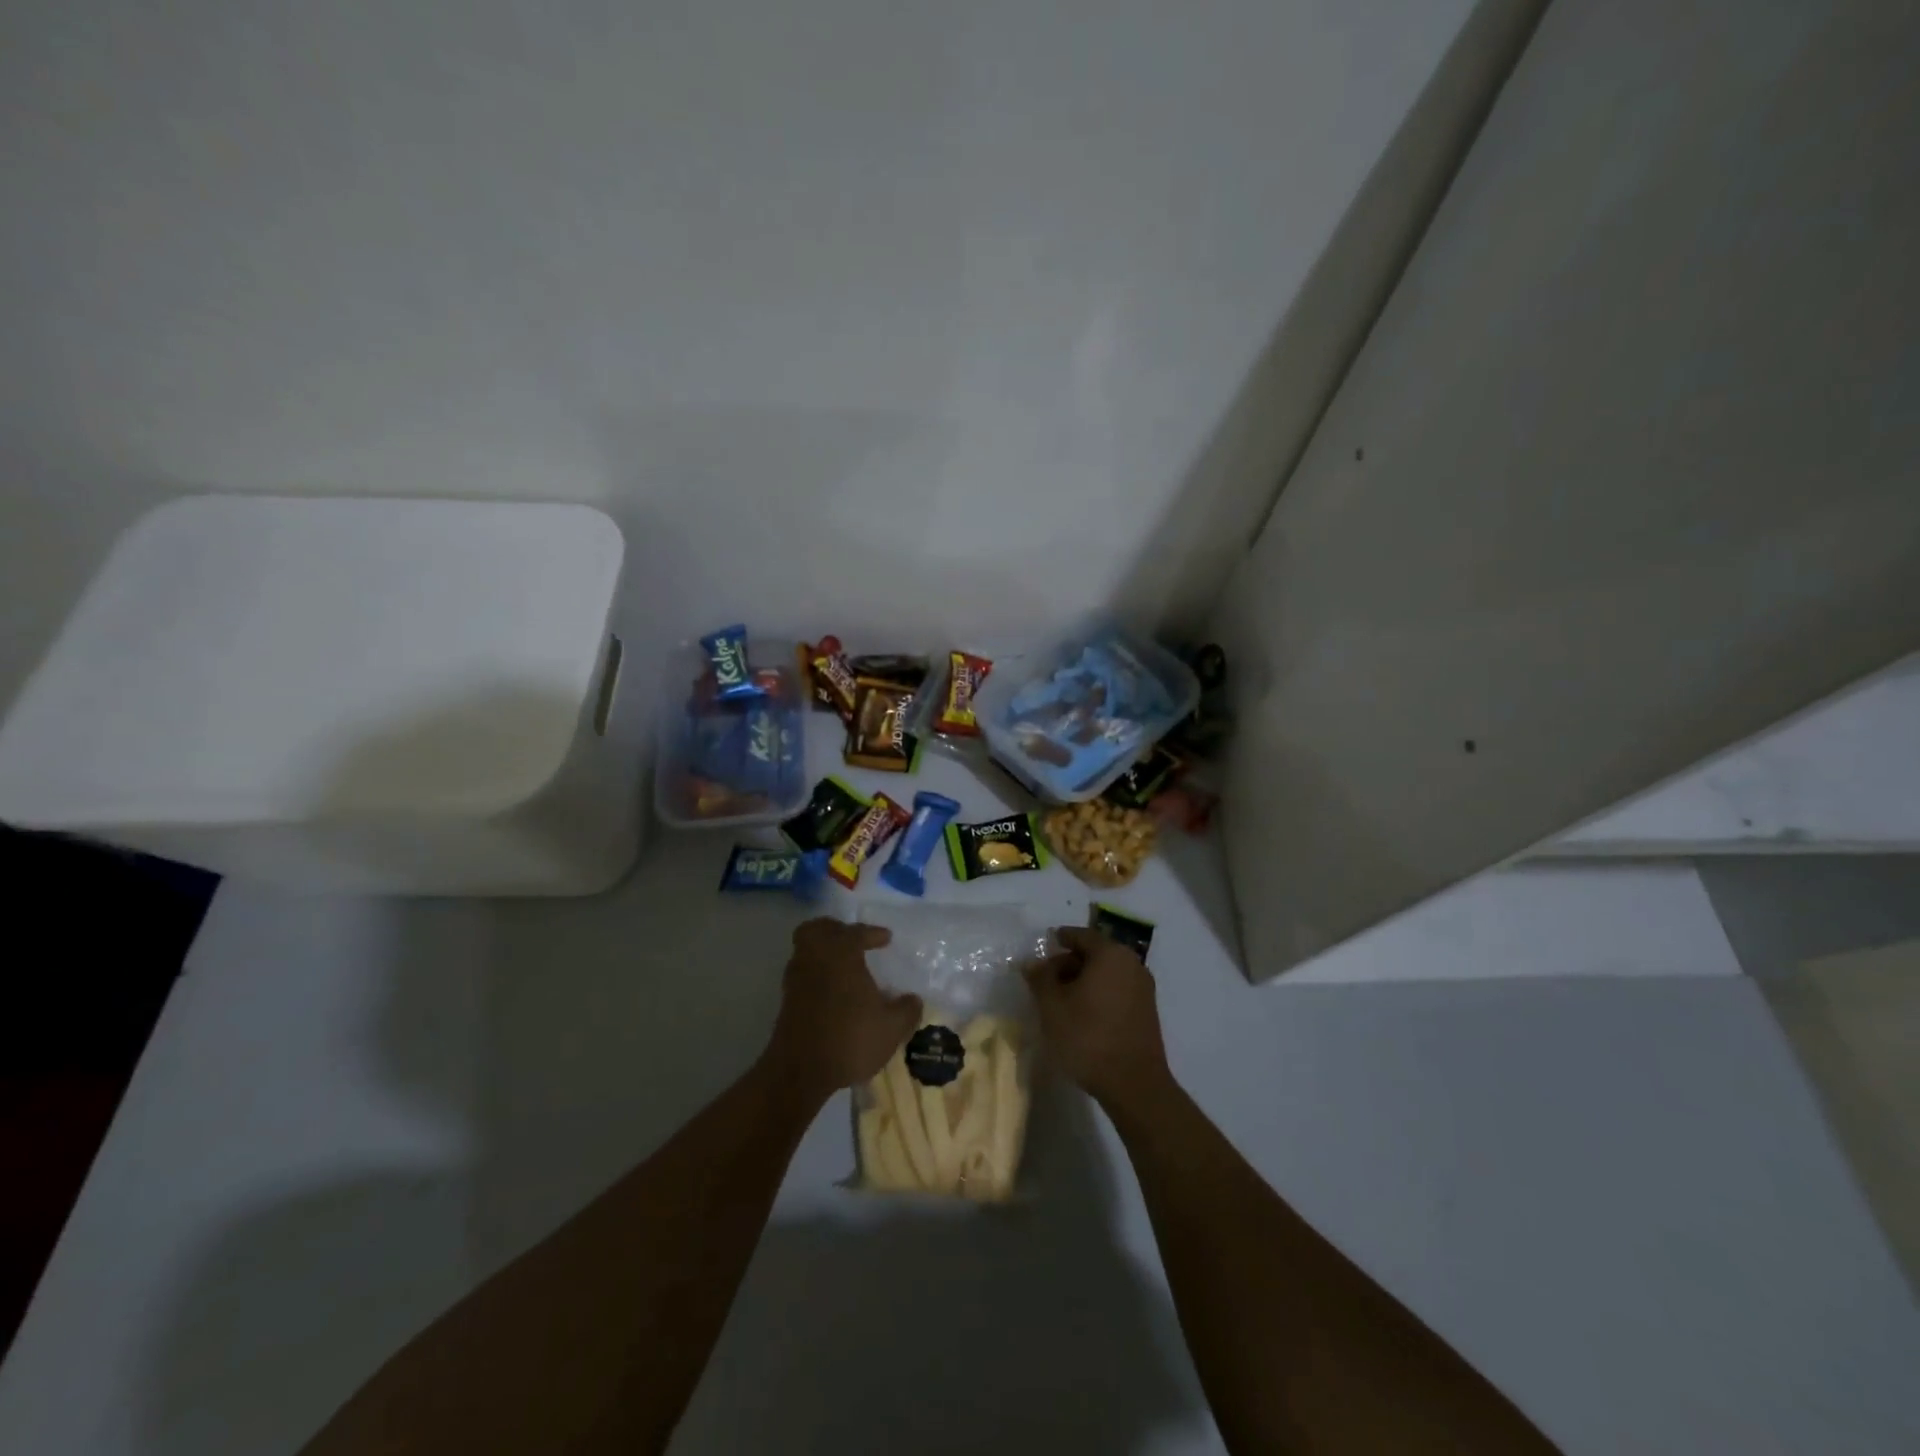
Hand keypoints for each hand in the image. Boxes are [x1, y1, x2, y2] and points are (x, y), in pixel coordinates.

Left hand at [764, 918, 921, 1101]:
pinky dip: (815, 972)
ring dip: (822, 951)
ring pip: (805, 949)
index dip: (873, 933)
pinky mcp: (786, 1000)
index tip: (886, 939)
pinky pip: (801, 972)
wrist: (800, 1071)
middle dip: (835, 930)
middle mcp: (816, 958)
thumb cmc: (850, 1040)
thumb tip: (914, 999)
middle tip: (853, 940)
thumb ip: (907, 1010)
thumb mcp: (891, 1028)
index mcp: (842, 955)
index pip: (856, 932)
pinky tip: (831, 990)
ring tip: (843, 966)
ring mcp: (797, 978)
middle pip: (818, 929)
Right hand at [1023, 927, 1171, 1111]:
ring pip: (1107, 973)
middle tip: (1047, 978)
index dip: (1060, 938)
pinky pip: (1117, 990)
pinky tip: (1082, 1014)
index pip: (1081, 935)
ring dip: (1084, 980)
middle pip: (1095, 953)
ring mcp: (1143, 988)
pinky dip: (1099, 993)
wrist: (1133, 1084)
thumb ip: (1040, 978)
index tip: (1045, 944)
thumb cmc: (1088, 1037)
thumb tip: (1032, 962)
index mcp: (1110, 954)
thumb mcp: (1052, 1006)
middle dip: (1070, 962)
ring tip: (1061, 999)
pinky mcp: (1147, 1011)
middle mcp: (1131, 964)